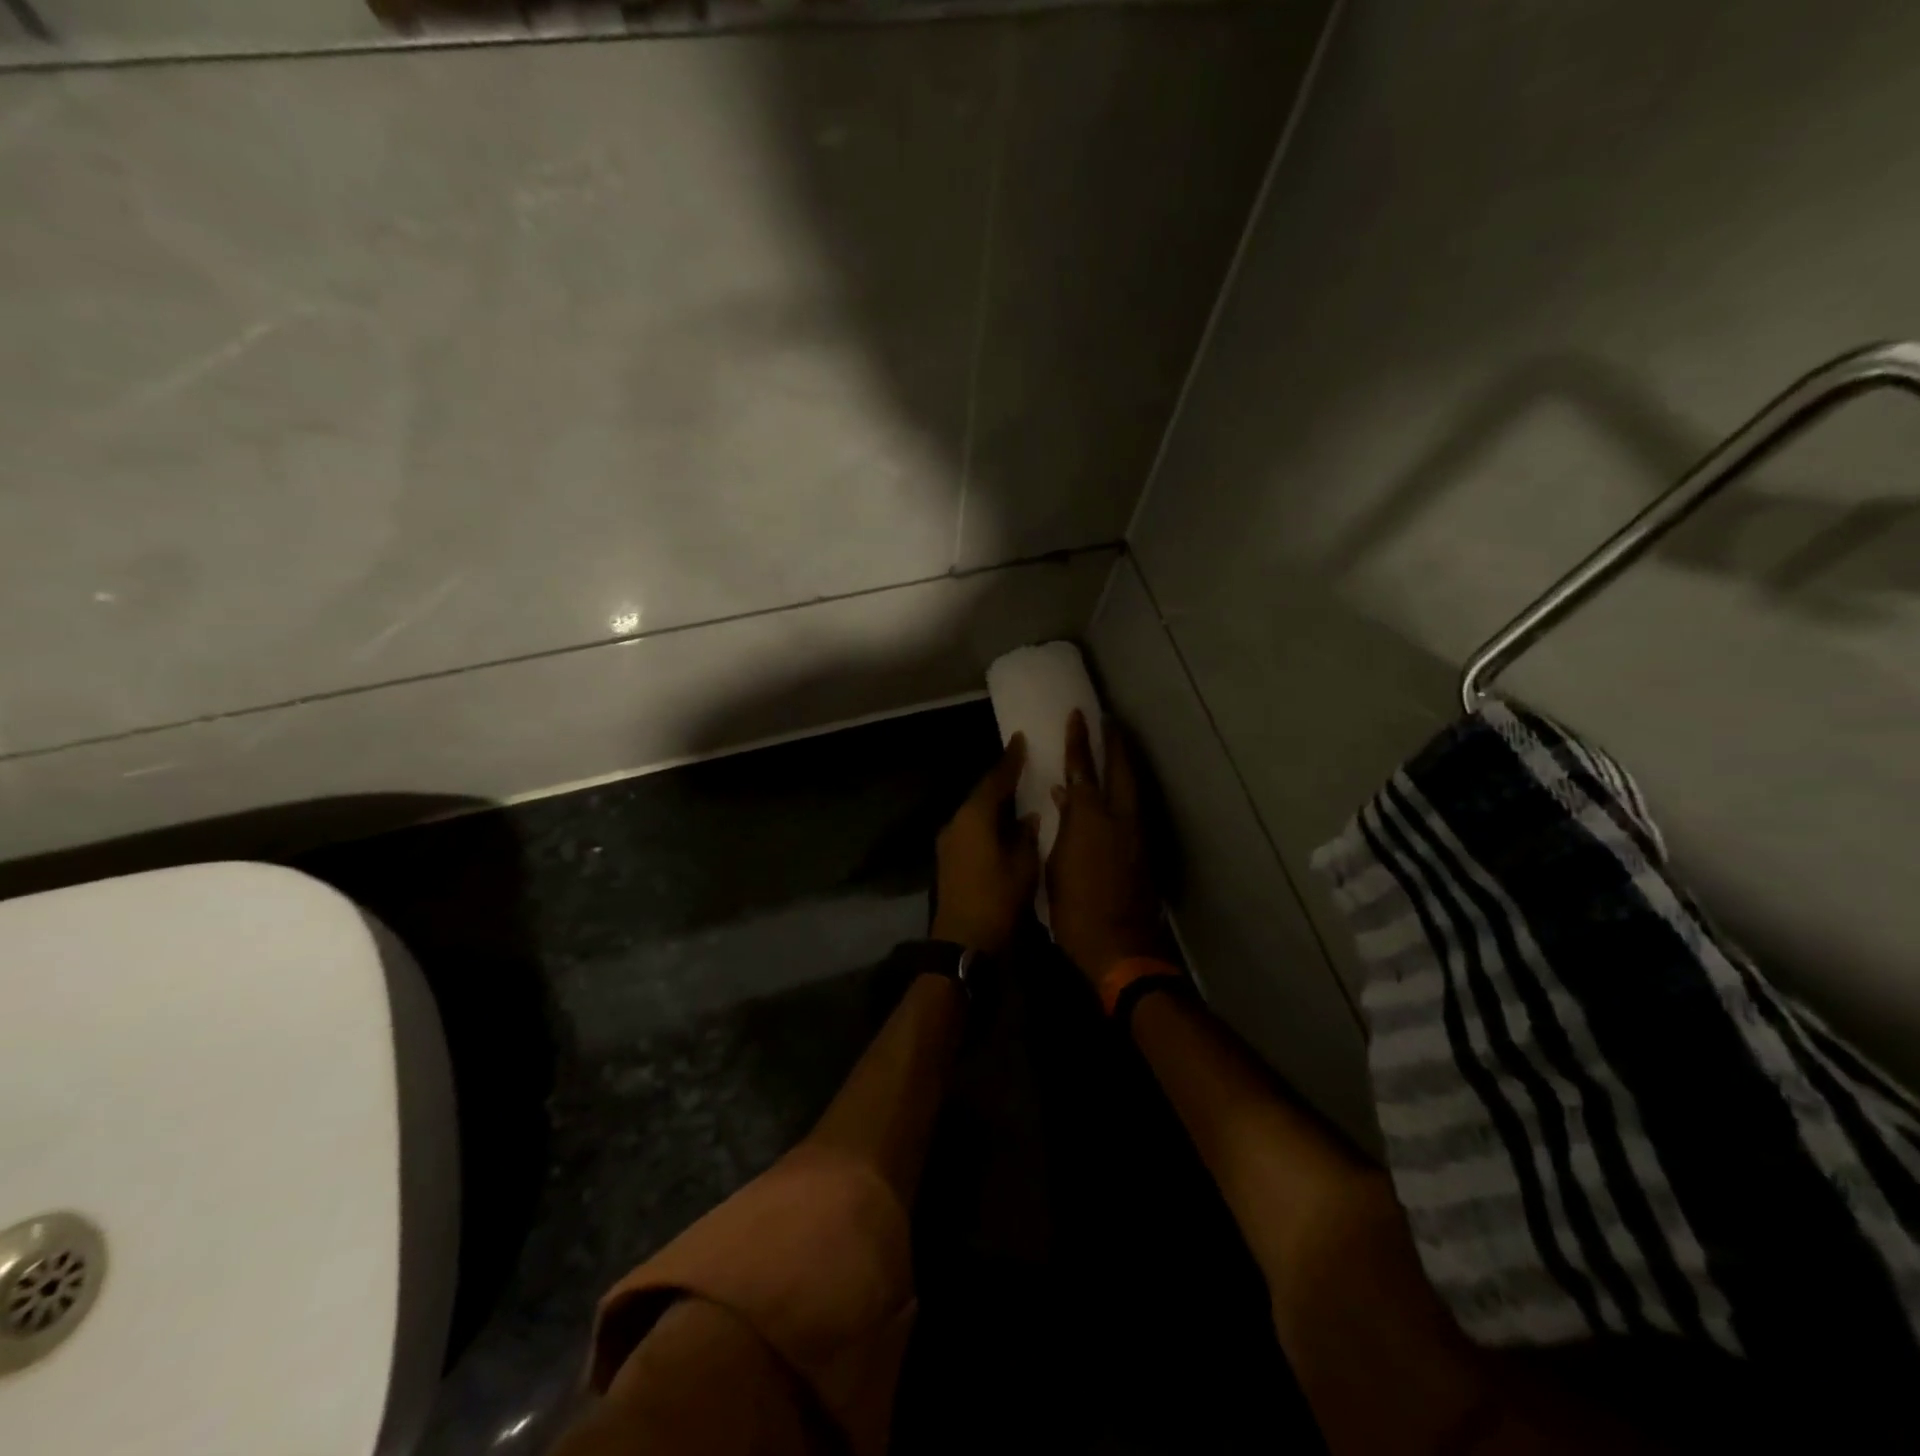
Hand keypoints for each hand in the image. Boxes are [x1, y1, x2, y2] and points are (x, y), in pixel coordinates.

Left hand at [930, 735, 1041, 953]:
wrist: (963, 943)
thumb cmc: (998, 900)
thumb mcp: (1023, 866)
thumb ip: (1026, 836)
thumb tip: (1027, 818)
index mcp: (974, 817)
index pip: (995, 780)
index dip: (1010, 761)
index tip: (1019, 740)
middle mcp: (956, 823)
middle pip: (981, 795)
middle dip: (1001, 782)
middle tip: (1022, 767)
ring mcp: (948, 843)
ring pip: (974, 814)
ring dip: (993, 805)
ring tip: (1015, 797)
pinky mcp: (947, 861)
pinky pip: (970, 831)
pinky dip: (986, 824)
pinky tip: (1002, 828)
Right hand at [1047, 710, 1173, 983]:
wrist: (1120, 946)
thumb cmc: (1074, 910)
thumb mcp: (1055, 865)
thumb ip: (1062, 826)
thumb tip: (1062, 797)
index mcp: (1089, 819)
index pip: (1082, 769)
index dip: (1079, 741)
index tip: (1079, 715)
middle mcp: (1119, 818)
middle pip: (1120, 770)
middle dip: (1114, 743)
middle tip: (1109, 721)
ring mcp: (1136, 833)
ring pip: (1132, 788)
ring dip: (1124, 766)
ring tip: (1115, 750)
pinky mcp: (1145, 850)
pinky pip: (1134, 809)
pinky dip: (1125, 792)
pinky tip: (1116, 794)